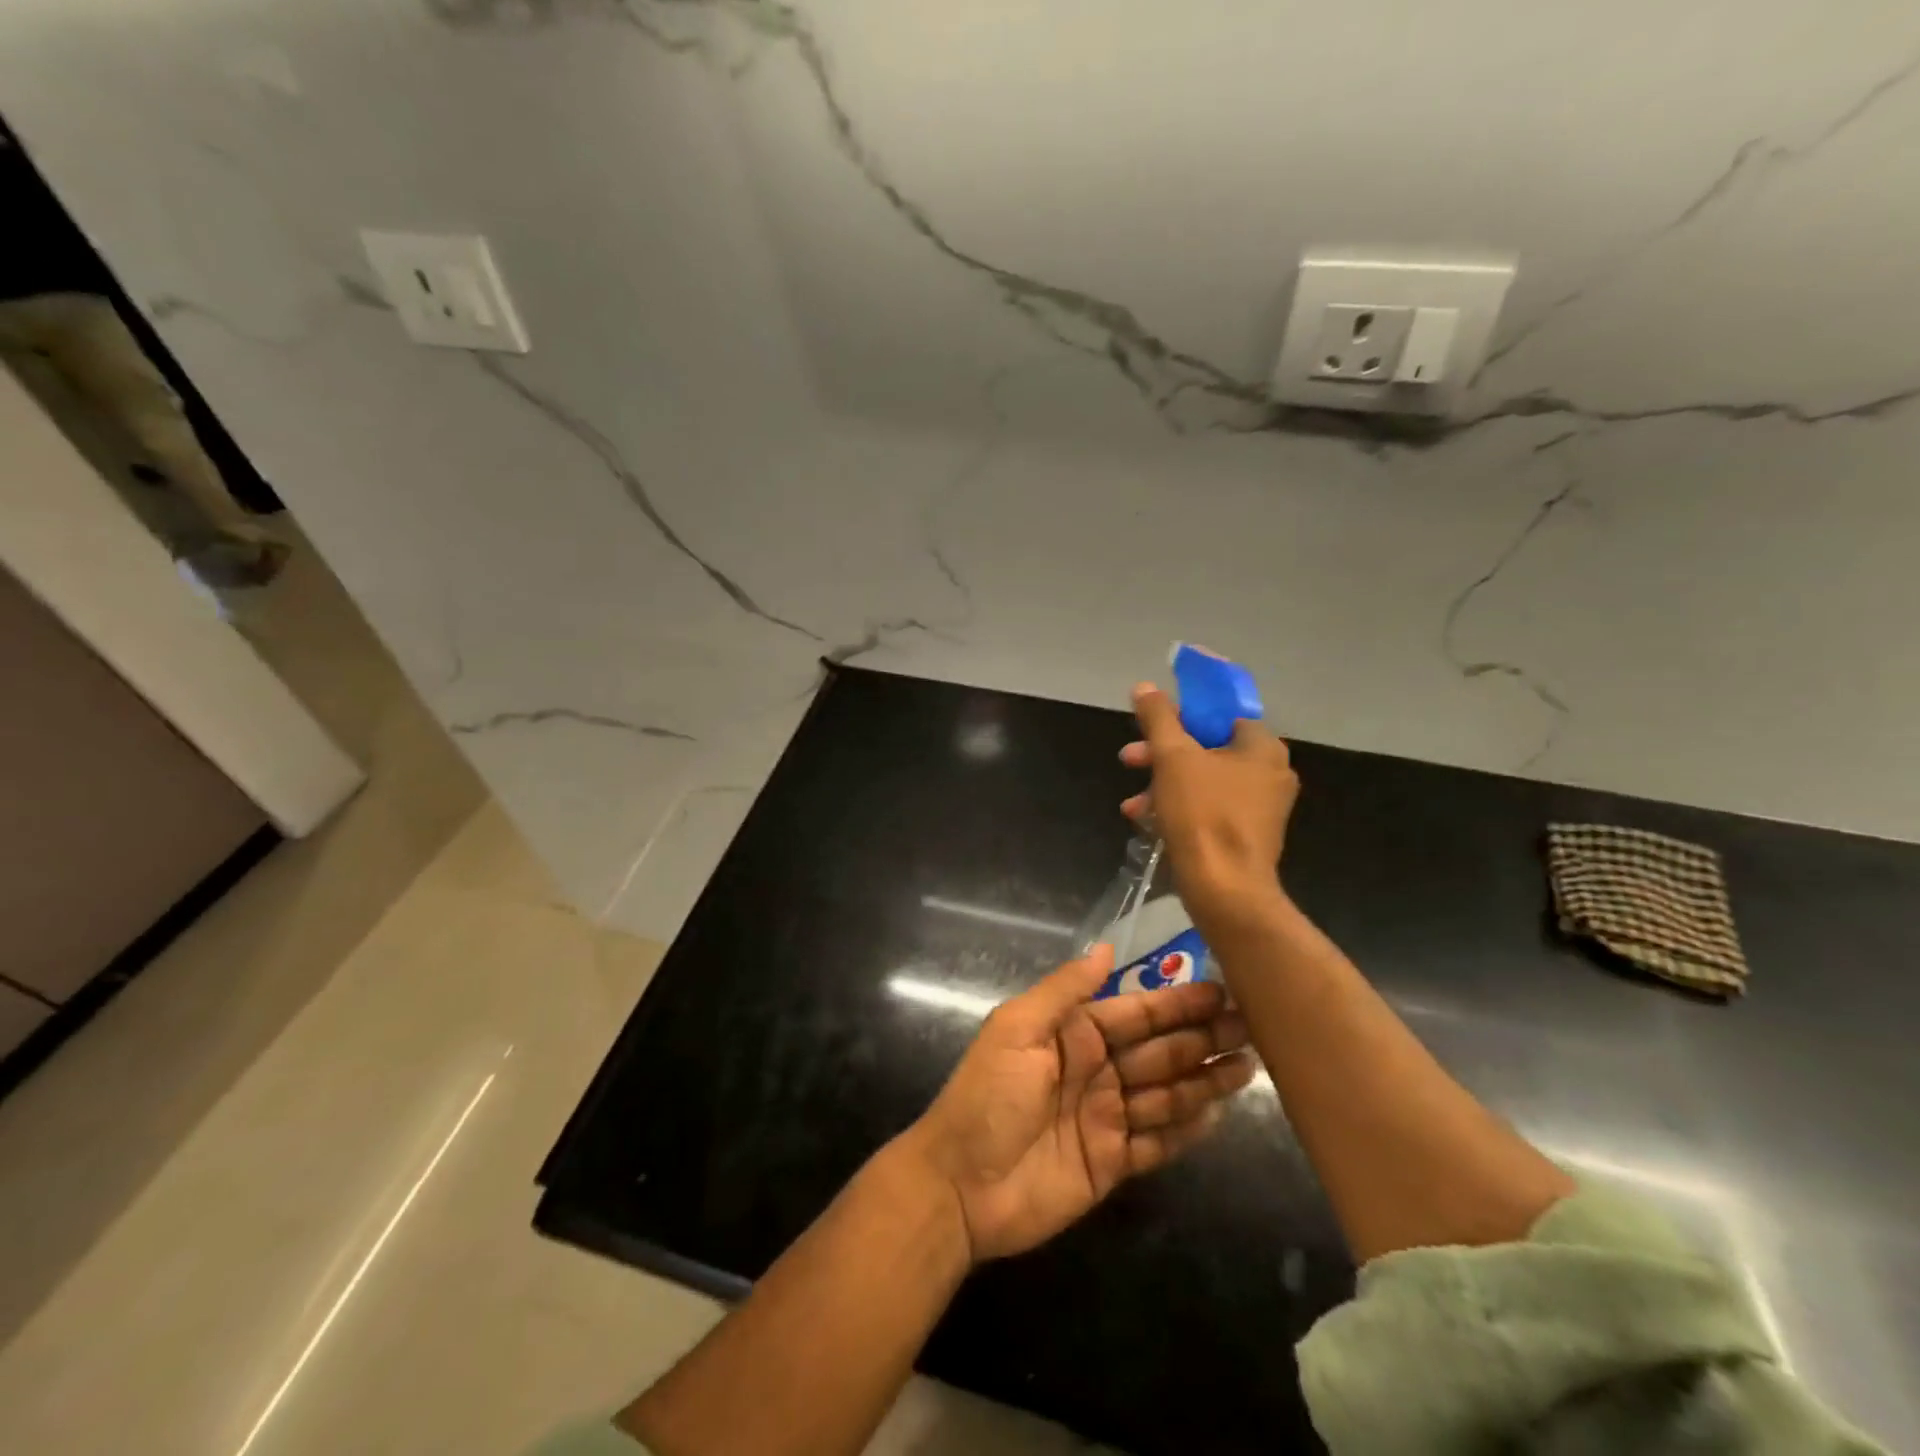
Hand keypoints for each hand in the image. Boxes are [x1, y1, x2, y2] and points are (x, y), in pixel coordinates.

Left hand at [902, 945, 1252, 1262]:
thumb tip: (1105, 947)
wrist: (961, 1186)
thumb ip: (1065, 990)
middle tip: (1253, 1028)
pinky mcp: (1112, 1163)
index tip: (1222, 992)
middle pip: (1158, 1051)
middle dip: (1202, 1038)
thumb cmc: (988, 1096)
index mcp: (1072, 1034)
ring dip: (1204, 1079)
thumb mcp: (1017, 1029)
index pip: (1135, 1013)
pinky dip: (1187, 1129)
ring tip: (1249, 1066)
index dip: (1176, 1003)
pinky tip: (1218, 1114)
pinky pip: (1158, 1142)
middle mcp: (1095, 1069)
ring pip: (1166, 1093)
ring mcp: (1106, 1117)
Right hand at [1119, 681, 1297, 924]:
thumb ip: (1158, 718)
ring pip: (1203, 780)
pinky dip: (1178, 807)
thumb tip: (1144, 687)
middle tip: (1130, 757)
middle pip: (1207, 747)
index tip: (1153, 722)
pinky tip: (1146, 820)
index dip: (1184, 713)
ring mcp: (1260, 807)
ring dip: (1163, 783)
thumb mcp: (1172, 758)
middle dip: (1162, 752)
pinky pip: (1208, 807)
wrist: (1224, 889)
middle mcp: (1269, 773)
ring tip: (1133, 801)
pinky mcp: (1246, 835)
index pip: (1222, 714)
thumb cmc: (1202, 814)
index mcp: (1262, 747)